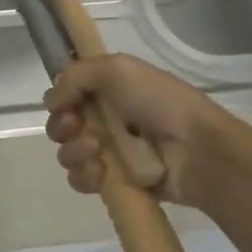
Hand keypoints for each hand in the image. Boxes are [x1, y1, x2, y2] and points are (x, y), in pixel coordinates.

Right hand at [44, 55, 242, 209]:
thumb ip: (76, 75)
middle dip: (61, 127)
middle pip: (60, 126)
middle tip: (77, 128)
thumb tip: (54, 99)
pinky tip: (100, 174)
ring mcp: (109, 153)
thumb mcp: (118, 69)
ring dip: (75, 152)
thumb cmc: (161, 104)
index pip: (65, 97)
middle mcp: (106, 121)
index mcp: (108, 92)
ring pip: (67, 154)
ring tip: (98, 153)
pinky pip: (79, 180)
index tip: (66, 104)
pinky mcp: (113, 182)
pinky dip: (84, 177)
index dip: (59, 101)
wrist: (198, 151)